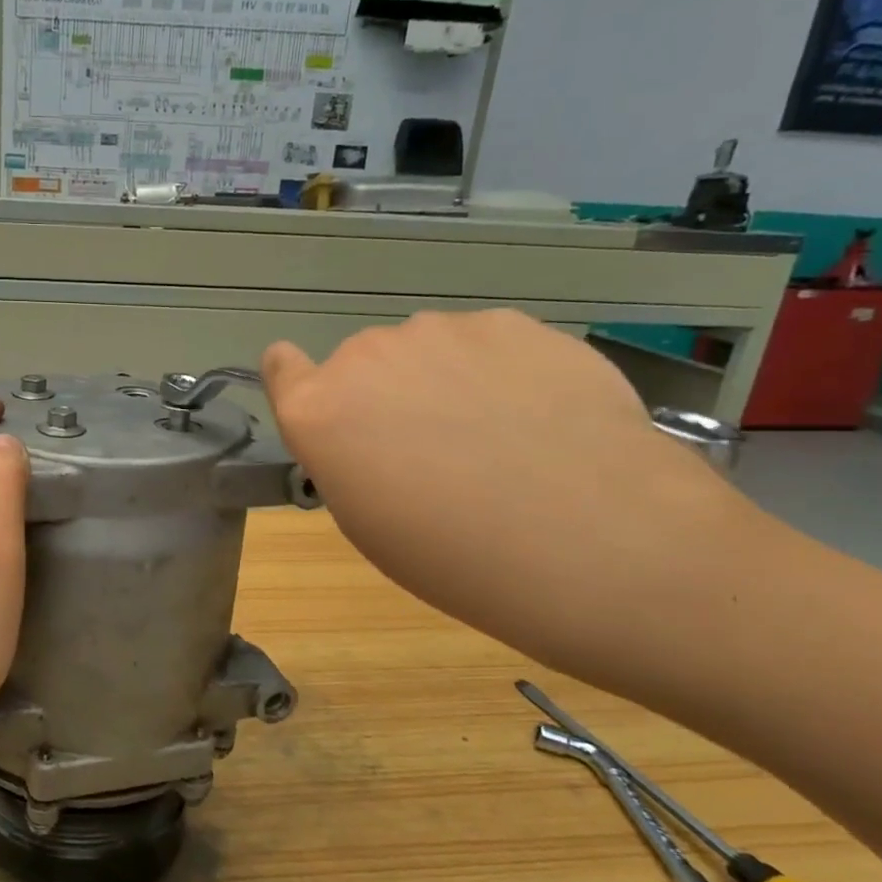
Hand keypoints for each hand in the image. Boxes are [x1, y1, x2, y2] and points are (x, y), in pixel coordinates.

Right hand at [261, 311, 758, 661]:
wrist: (600, 543)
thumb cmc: (458, 558)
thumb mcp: (367, 522)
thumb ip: (345, 457)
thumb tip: (367, 428)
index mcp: (318, 411)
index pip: (280, 366)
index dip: (300, 382)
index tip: (332, 412)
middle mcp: (365, 356)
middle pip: (359, 364)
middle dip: (383, 397)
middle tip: (434, 451)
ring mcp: (442, 331)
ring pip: (425, 350)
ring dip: (442, 380)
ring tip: (499, 437)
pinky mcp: (514, 323)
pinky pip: (486, 344)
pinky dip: (499, 372)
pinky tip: (541, 418)